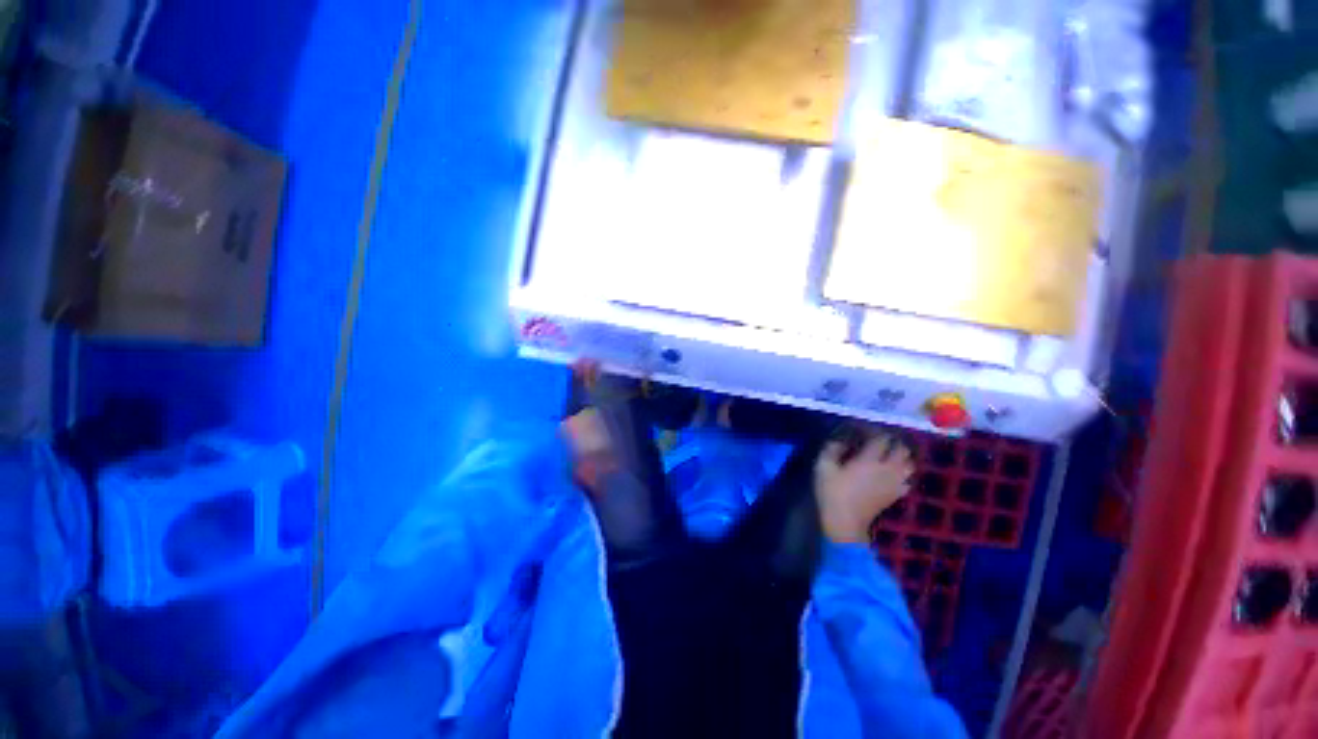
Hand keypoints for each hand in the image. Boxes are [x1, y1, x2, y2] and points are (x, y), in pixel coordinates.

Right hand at [815, 433, 913, 543]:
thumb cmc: (832, 493)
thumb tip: (840, 440)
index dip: (873, 431)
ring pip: (909, 464)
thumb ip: (832, 449)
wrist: (845, 523)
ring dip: (900, 457)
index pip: (881, 438)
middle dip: (891, 442)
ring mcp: (894, 483)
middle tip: (876, 441)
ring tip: (886, 455)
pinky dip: (902, 473)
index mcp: (869, 460)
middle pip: (901, 449)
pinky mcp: (896, 495)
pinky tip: (890, 473)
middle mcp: (887, 469)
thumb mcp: (823, 467)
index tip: (861, 429)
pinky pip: (908, 480)